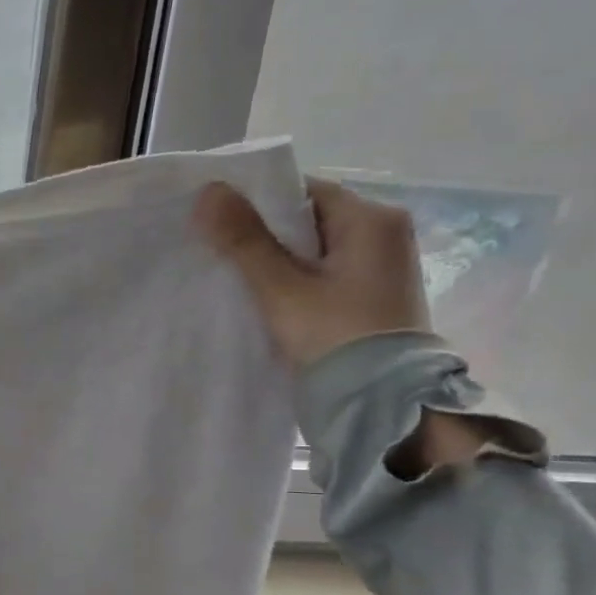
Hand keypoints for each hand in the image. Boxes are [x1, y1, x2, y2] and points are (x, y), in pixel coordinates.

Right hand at [194, 177, 430, 368]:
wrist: (381, 404)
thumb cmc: (333, 336)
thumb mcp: (280, 288)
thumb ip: (244, 240)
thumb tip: (208, 190)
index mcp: (372, 218)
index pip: (302, 191)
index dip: (257, 204)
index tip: (220, 225)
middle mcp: (387, 232)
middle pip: (309, 219)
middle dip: (266, 234)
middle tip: (222, 252)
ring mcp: (385, 265)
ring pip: (315, 247)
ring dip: (279, 259)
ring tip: (241, 277)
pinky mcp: (376, 294)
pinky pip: (327, 271)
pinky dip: (298, 278)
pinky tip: (271, 297)